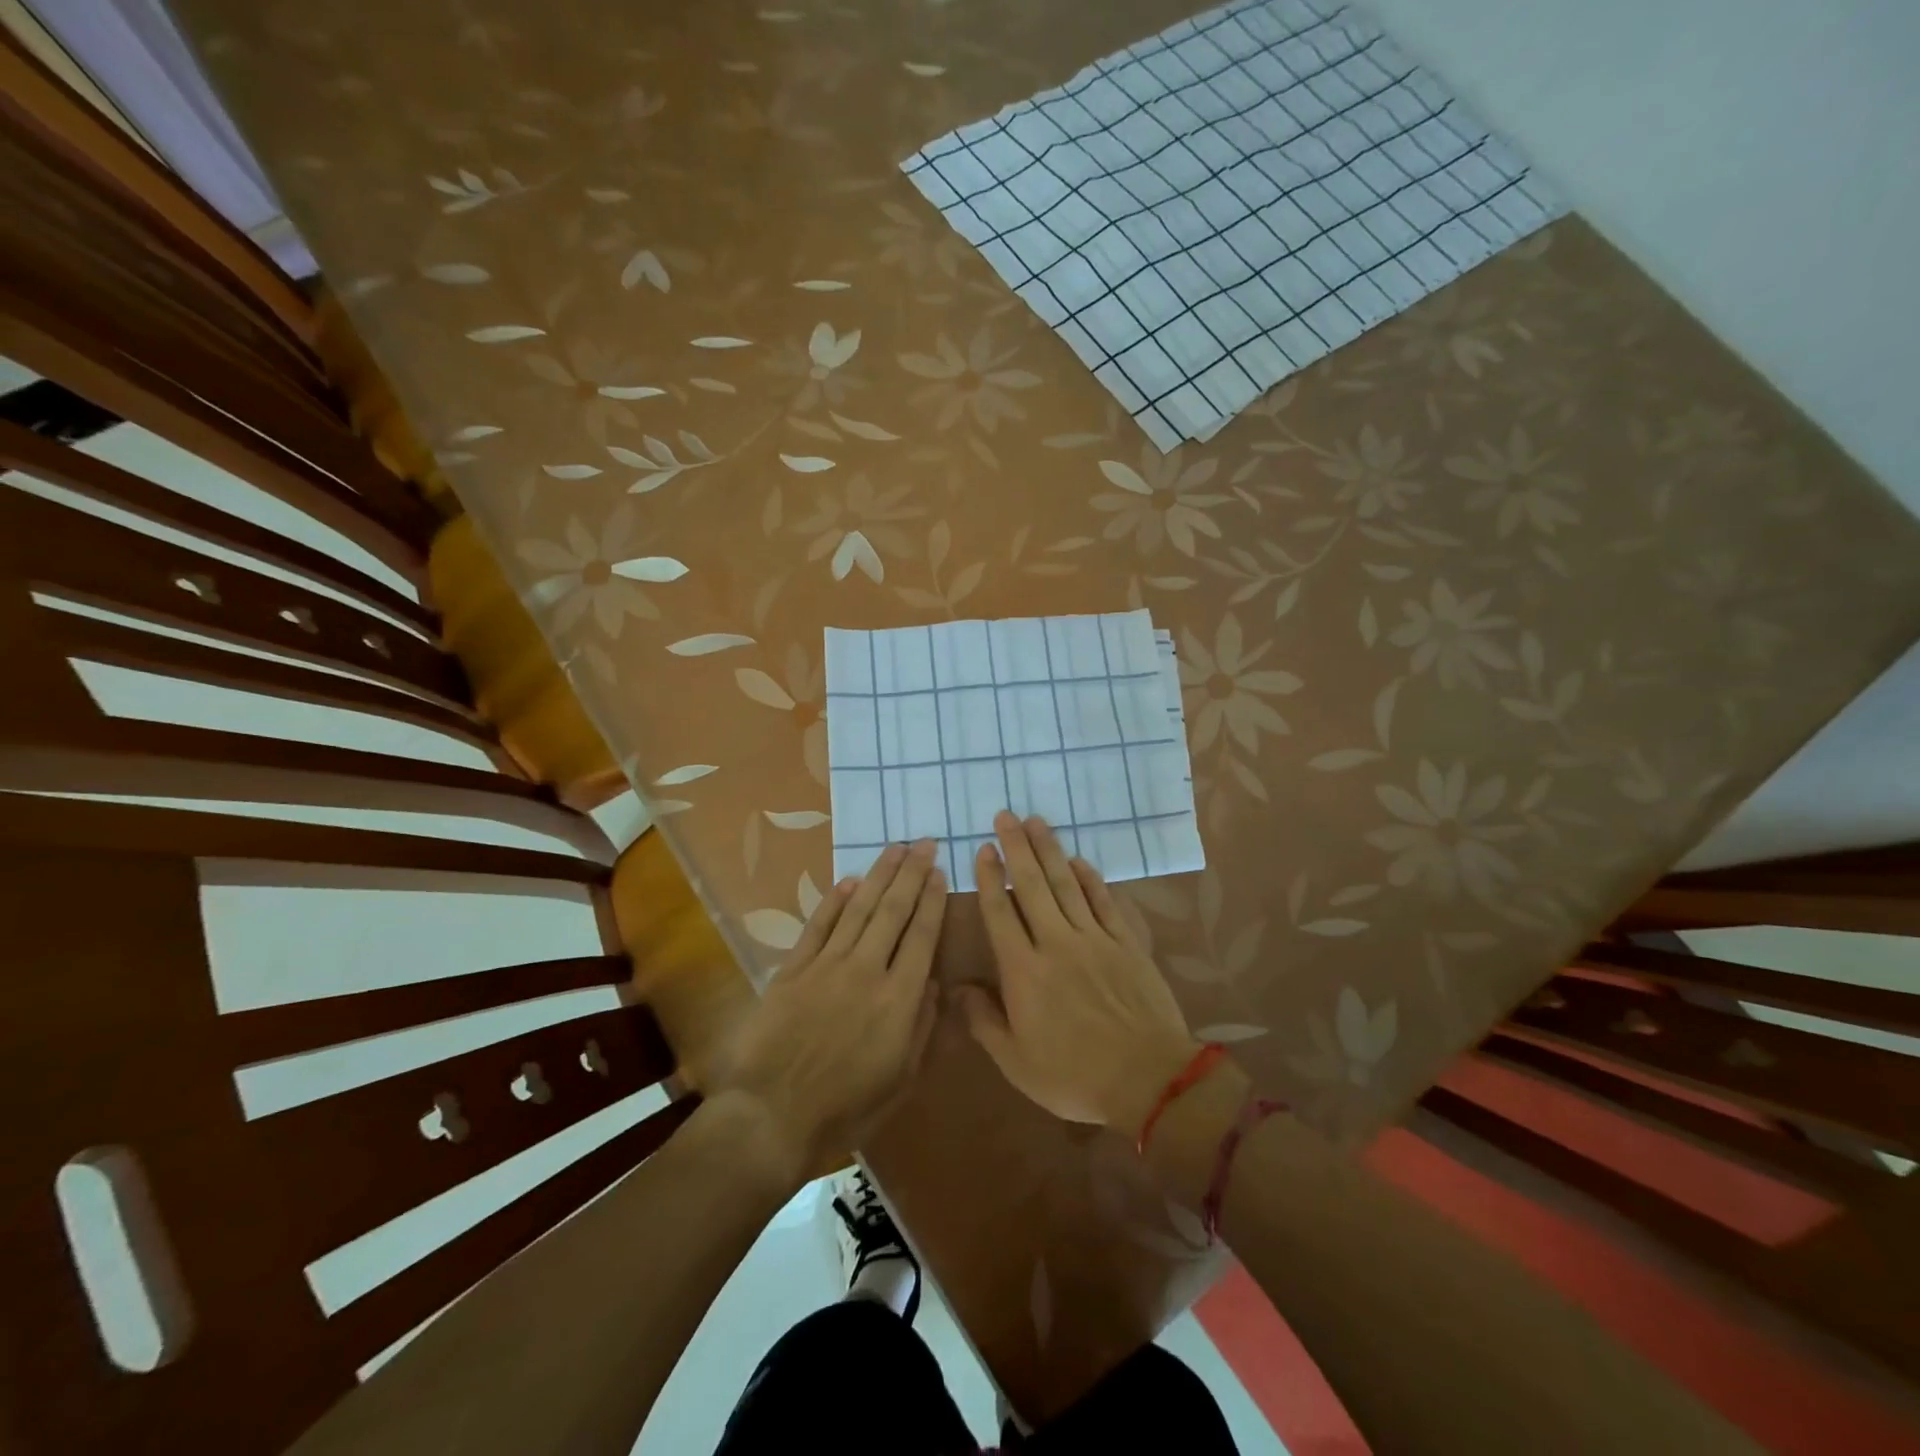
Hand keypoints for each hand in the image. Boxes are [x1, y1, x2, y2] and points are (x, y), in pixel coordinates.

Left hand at [713, 840, 946, 1185]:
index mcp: (899, 998)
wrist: (773, 1115)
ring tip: (895, 848)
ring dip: (879, 875)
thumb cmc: (846, 1107)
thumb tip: (934, 984)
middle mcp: (867, 970)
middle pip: (893, 911)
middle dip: (911, 874)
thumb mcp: (901, 1079)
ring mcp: (827, 965)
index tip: (939, 872)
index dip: (931, 901)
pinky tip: (849, 881)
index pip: (921, 936)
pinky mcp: (794, 969)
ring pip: (859, 909)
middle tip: (924, 843)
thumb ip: (922, 1027)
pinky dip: (835, 901)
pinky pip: (819, 926)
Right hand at [958, 812, 1199, 1134]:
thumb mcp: (1017, 1062)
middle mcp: (1056, 943)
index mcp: (1024, 971)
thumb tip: (957, 988)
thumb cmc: (1074, 1076)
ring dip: (1049, 851)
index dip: (989, 878)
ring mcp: (1094, 939)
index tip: (983, 849)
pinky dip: (1090, 878)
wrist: (1148, 1079)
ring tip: (1036, 821)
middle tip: (1005, 816)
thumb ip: (984, 1021)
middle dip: (1016, 847)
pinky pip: (1104, 902)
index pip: (1000, 913)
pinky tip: (1079, 860)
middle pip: (1032, 886)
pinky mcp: (1125, 943)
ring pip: (1066, 884)